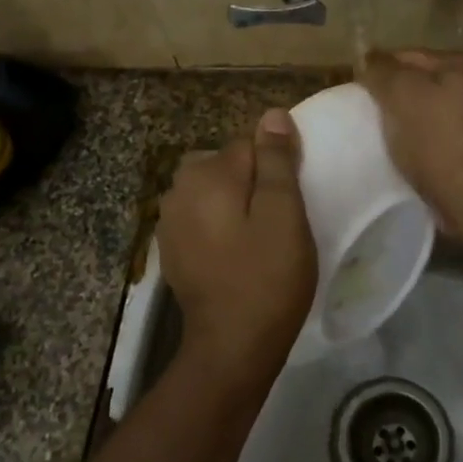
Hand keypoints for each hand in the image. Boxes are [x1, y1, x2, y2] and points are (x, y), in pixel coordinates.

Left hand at [157, 109, 316, 386]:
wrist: (230, 347)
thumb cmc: (266, 277)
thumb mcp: (284, 214)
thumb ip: (277, 161)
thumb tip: (272, 115)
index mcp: (207, 173)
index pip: (250, 145)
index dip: (277, 169)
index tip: (292, 202)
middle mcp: (179, 187)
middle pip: (229, 167)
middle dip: (255, 185)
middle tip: (280, 225)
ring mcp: (170, 220)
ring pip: (216, 193)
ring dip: (237, 206)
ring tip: (261, 241)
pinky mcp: (171, 248)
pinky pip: (203, 219)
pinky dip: (221, 227)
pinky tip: (237, 255)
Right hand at [358, 50, 462, 227]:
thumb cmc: (434, 137)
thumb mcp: (400, 93)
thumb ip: (380, 69)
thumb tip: (367, 54)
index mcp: (459, 64)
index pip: (407, 55)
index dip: (378, 69)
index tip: (356, 90)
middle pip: (418, 82)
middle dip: (391, 94)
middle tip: (364, 111)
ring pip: (425, 108)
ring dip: (403, 118)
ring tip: (379, 132)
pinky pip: (433, 132)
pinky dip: (416, 137)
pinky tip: (400, 150)